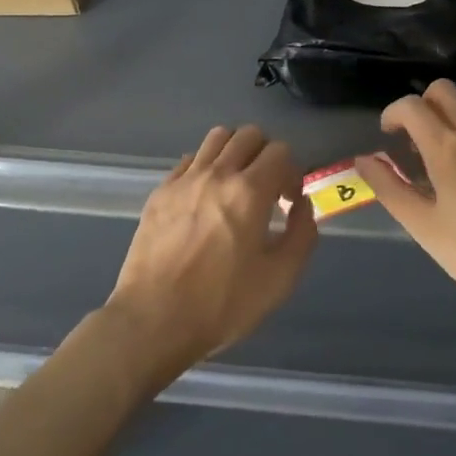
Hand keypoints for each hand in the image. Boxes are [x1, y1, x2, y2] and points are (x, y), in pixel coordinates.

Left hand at [104, 124, 318, 383]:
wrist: (153, 321)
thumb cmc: (222, 304)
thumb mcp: (280, 279)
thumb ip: (302, 234)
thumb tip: (302, 205)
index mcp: (249, 192)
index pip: (280, 151)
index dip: (293, 172)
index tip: (289, 201)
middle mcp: (217, 174)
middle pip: (249, 134)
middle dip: (266, 154)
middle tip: (267, 188)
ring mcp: (184, 180)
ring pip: (217, 138)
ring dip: (235, 152)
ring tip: (237, 184)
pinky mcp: (160, 192)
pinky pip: (190, 160)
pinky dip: (206, 167)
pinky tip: (206, 198)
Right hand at [354, 80, 455, 331]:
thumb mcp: (424, 227)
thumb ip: (389, 188)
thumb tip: (364, 160)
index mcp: (448, 148)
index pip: (411, 105)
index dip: (392, 115)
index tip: (388, 138)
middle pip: (443, 92)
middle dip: (422, 107)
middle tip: (413, 143)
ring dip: (448, 130)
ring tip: (444, 177)